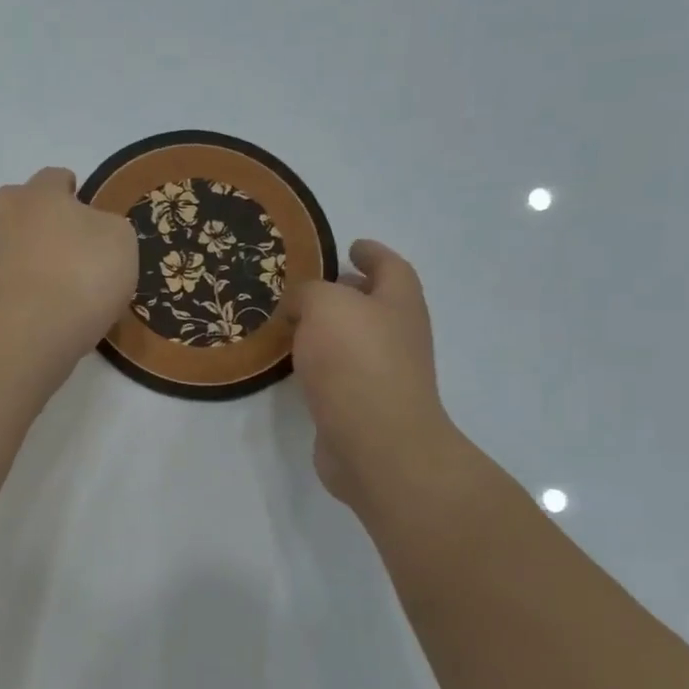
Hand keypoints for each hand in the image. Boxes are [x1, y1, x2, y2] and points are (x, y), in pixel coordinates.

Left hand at [0, 167, 137, 380]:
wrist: (29, 334)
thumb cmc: (82, 274)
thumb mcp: (120, 241)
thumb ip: (107, 227)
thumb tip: (92, 231)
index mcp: (38, 194)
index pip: (54, 178)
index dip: (73, 191)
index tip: (86, 210)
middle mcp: (5, 217)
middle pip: (21, 208)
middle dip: (40, 220)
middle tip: (68, 245)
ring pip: (9, 246)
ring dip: (27, 257)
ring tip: (56, 284)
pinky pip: (6, 283)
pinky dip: (21, 291)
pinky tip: (43, 310)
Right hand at [285, 239, 460, 506]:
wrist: (375, 442)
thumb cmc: (356, 361)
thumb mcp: (325, 306)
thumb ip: (309, 293)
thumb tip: (300, 306)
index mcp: (398, 303)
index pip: (389, 266)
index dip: (372, 252)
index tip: (351, 246)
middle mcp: (397, 335)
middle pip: (374, 303)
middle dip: (347, 292)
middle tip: (309, 287)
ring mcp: (383, 373)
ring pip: (353, 340)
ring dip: (328, 331)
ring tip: (290, 323)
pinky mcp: (362, 405)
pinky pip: (338, 372)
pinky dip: (319, 363)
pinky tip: (293, 365)